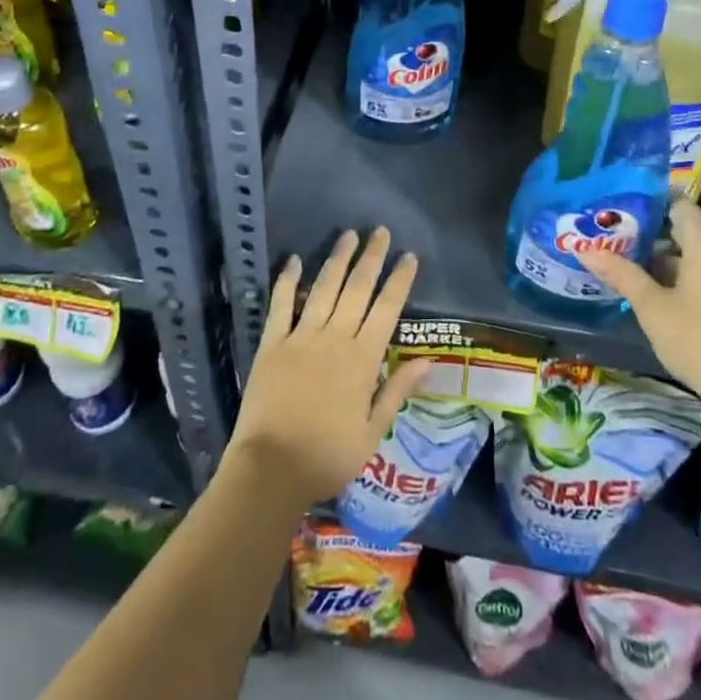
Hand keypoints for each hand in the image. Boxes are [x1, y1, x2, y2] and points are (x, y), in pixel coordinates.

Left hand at [227, 227, 433, 506]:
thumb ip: (397, 391)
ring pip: (324, 288)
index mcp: (362, 359)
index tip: (409, 256)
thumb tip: (429, 360)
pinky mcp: (272, 343)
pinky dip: (287, 280)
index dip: (399, 281)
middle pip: (357, 289)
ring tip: (348, 234)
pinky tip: (294, 259)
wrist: (272, 468)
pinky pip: (280, 304)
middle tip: (380, 231)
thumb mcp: (372, 433)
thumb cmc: (327, 456)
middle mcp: (335, 338)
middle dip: (371, 258)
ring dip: (337, 259)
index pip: (386, 309)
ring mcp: (301, 336)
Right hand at [580, 198, 700, 419]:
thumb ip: (621, 273)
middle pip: (686, 228)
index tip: (620, 211)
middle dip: (651, 233)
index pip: (678, 205)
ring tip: (628, 262)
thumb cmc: (699, 340)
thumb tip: (583, 250)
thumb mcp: (652, 307)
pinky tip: (657, 289)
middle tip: (614, 238)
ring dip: (667, 257)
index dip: (649, 205)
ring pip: (697, 251)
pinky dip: (686, 273)